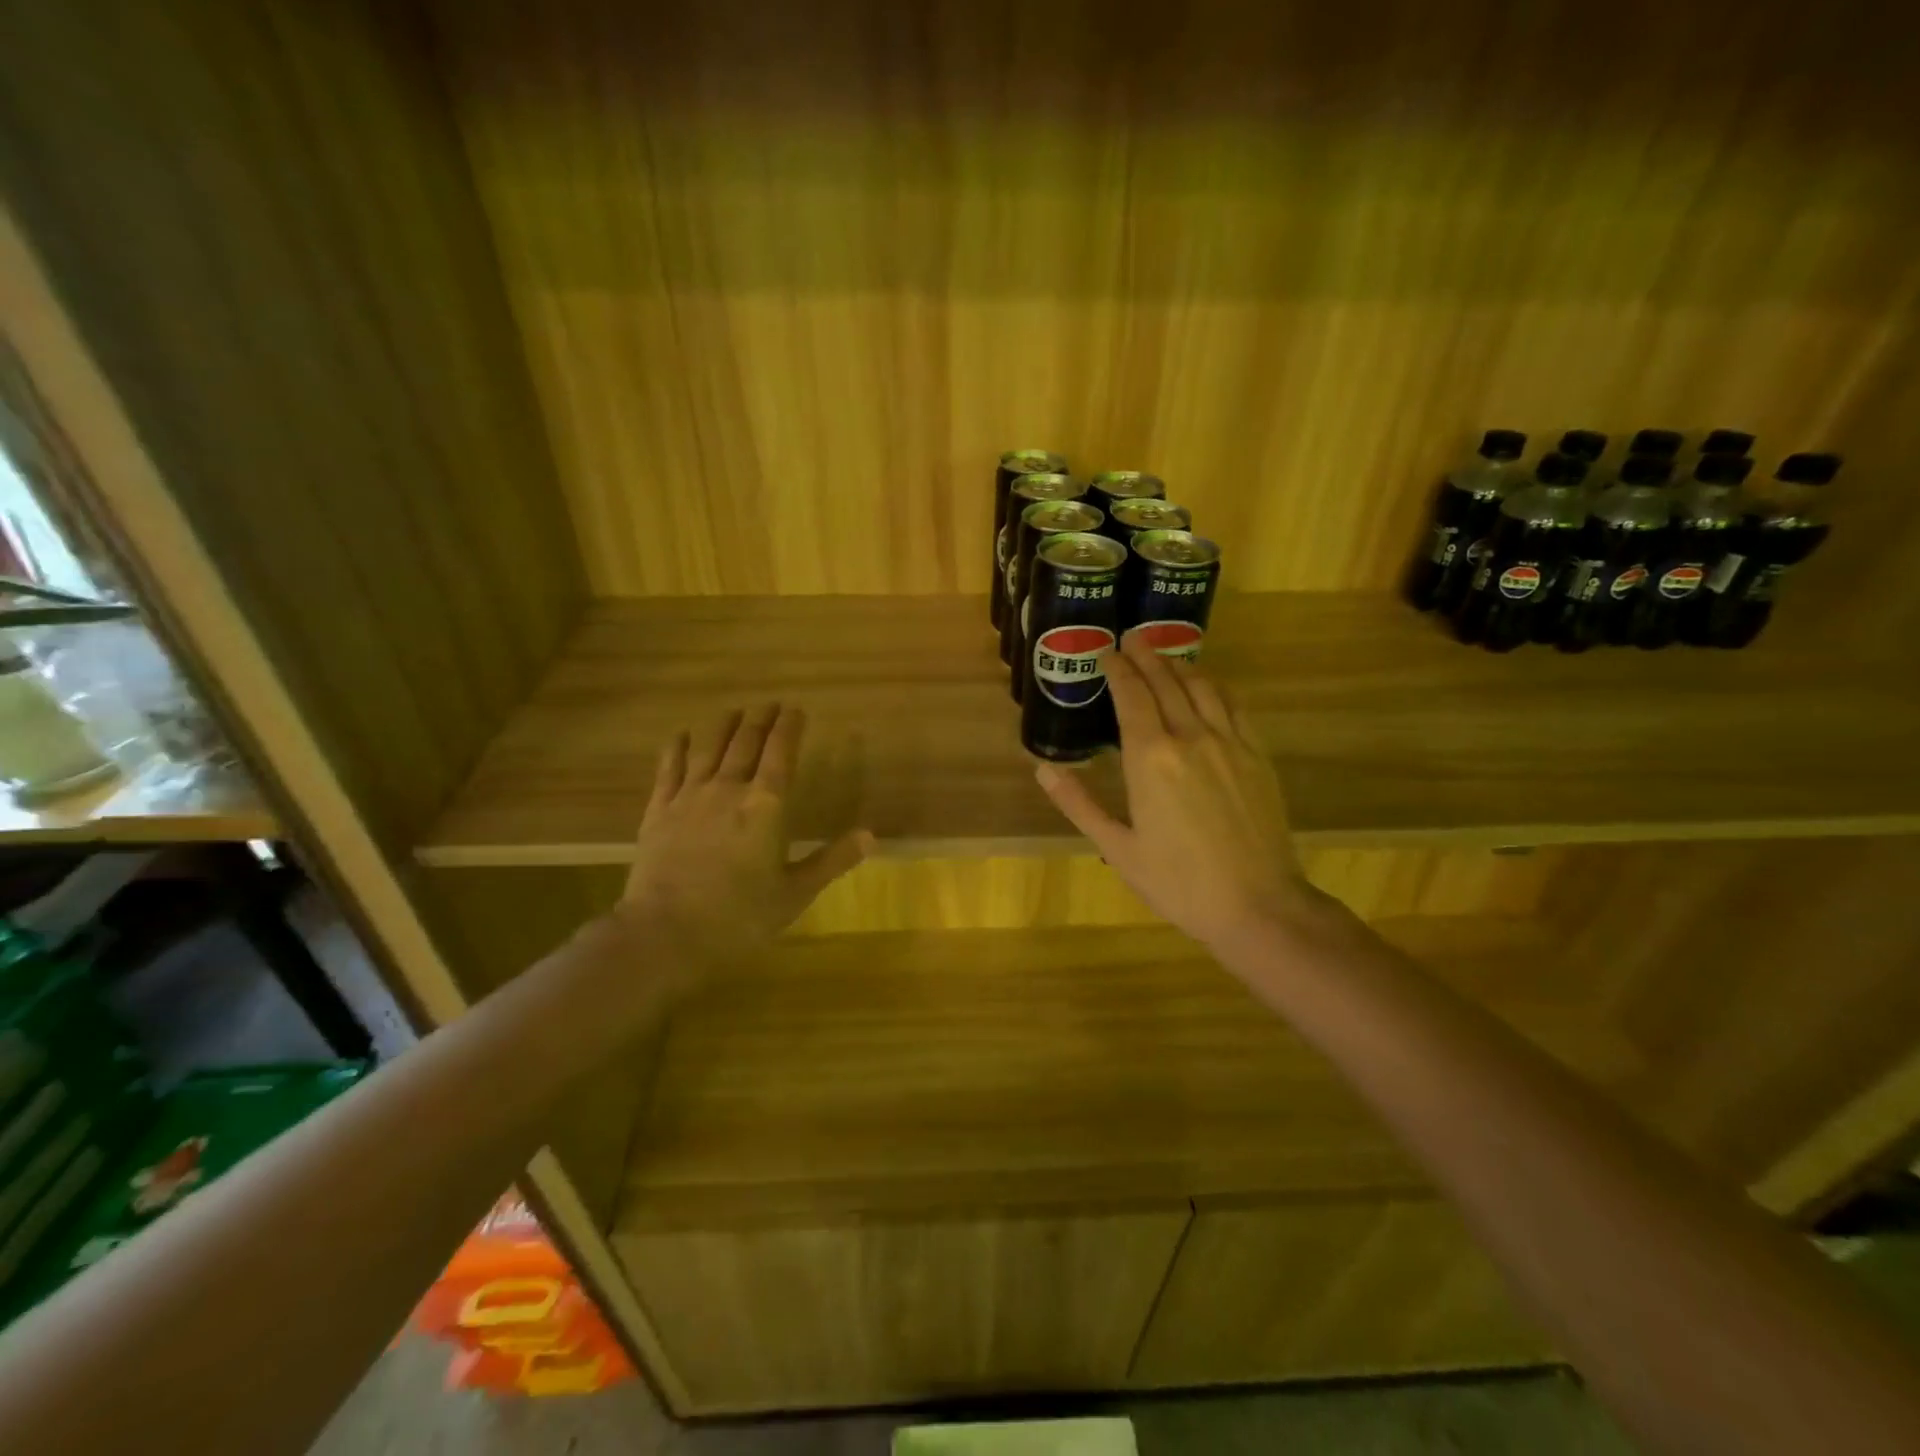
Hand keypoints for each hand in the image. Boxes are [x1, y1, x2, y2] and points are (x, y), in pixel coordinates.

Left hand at [616, 704, 870, 981]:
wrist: (665, 932)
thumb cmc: (739, 916)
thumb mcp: (795, 893)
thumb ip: (832, 860)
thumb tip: (871, 835)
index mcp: (767, 805)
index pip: (782, 753)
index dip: (790, 727)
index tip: (796, 709)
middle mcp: (729, 789)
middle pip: (747, 743)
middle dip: (761, 720)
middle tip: (770, 704)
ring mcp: (689, 797)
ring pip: (710, 749)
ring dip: (725, 726)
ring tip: (734, 711)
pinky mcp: (658, 811)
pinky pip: (668, 769)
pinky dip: (677, 749)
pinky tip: (681, 736)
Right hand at [1035, 636, 1321, 949]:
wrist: (1258, 905)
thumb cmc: (1178, 882)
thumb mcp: (1118, 848)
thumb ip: (1079, 804)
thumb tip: (1043, 769)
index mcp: (1150, 759)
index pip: (1131, 696)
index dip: (1118, 670)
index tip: (1107, 652)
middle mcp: (1190, 737)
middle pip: (1166, 682)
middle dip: (1146, 657)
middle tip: (1132, 639)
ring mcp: (1230, 743)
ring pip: (1203, 687)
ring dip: (1180, 665)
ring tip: (1164, 655)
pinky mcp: (1257, 756)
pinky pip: (1234, 706)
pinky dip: (1215, 686)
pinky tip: (1208, 684)